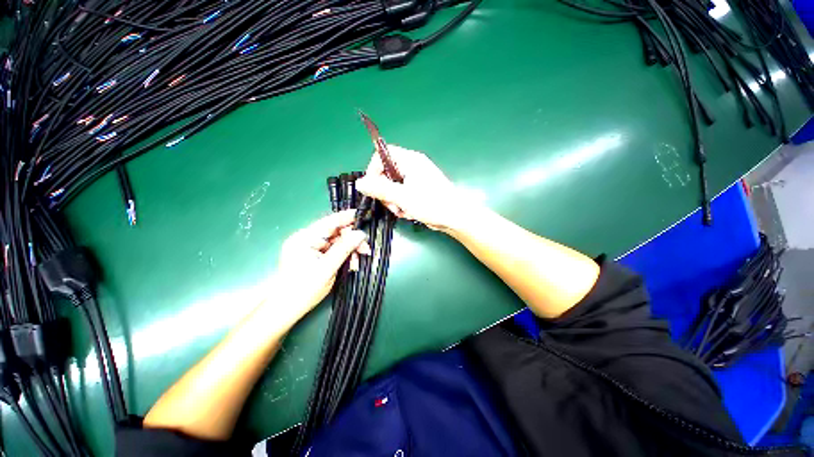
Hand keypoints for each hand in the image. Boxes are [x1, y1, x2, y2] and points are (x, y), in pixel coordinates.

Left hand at [275, 210, 369, 316]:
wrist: (286, 309)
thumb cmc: (304, 289)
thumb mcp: (327, 268)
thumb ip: (344, 249)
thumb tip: (361, 234)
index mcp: (305, 238)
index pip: (330, 222)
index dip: (347, 217)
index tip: (364, 215)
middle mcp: (306, 238)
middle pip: (335, 232)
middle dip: (352, 240)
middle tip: (366, 250)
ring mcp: (310, 247)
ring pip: (337, 241)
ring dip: (350, 249)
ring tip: (358, 262)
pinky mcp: (314, 255)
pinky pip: (333, 250)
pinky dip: (344, 255)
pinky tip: (351, 264)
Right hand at [355, 145, 472, 231]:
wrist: (455, 218)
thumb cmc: (432, 204)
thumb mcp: (403, 197)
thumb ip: (380, 189)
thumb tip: (360, 183)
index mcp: (410, 160)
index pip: (382, 155)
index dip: (374, 170)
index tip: (372, 187)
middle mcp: (412, 166)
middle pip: (386, 173)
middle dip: (385, 191)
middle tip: (391, 204)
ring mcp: (416, 179)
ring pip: (393, 186)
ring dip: (394, 201)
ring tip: (402, 211)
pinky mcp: (418, 190)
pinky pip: (402, 194)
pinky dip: (402, 204)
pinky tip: (409, 212)